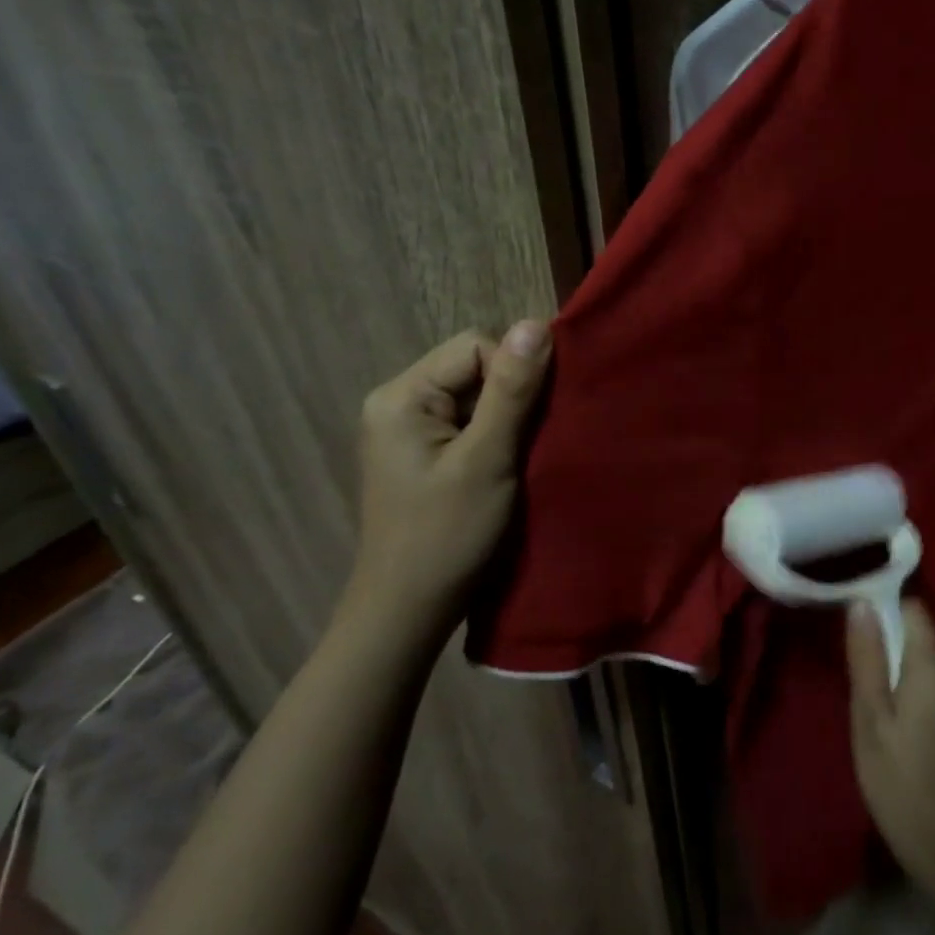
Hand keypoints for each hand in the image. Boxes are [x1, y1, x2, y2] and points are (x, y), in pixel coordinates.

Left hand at [342, 321, 551, 639]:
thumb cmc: (448, 535)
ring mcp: (406, 430)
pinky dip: (493, 437)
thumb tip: (536, 324)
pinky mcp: (420, 454)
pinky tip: (505, 464)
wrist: (408, 610)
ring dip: (505, 418)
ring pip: (474, 396)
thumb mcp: (487, 459)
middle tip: (532, 439)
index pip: (474, 346)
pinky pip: (466, 423)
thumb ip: (511, 391)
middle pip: (472, 368)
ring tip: (521, 455)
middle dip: (511, 395)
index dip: (514, 371)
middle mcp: (396, 402)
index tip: (538, 416)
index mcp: (401, 395)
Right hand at [846, 597, 934, 893]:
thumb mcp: (870, 717)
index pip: (914, 609)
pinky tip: (904, 735)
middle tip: (864, 692)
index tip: (861, 632)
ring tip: (881, 718)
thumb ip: (867, 657)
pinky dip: (920, 700)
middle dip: (891, 654)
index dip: (886, 610)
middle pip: (920, 641)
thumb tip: (861, 602)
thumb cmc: (898, 779)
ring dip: (905, 681)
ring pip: (929, 669)